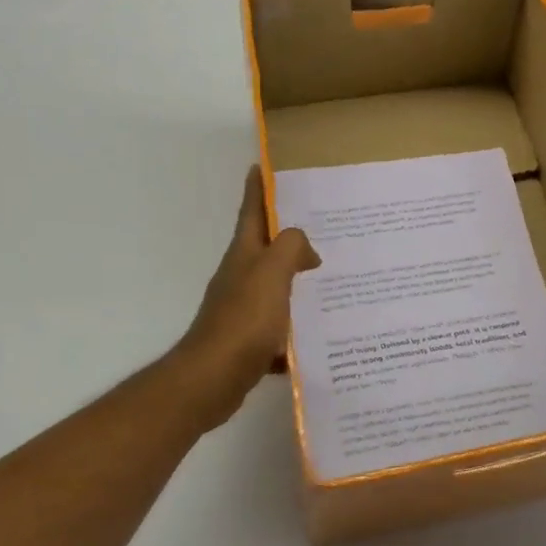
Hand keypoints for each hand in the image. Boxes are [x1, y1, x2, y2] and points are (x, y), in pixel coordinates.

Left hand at [168, 168, 319, 430]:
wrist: (212, 379)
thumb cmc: (243, 320)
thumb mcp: (271, 273)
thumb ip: (290, 248)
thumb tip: (304, 248)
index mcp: (244, 255)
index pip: (251, 211)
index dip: (258, 188)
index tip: (265, 166)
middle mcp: (241, 277)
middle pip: (266, 248)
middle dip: (290, 235)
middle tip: (325, 226)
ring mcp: (243, 310)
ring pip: (276, 286)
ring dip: (298, 280)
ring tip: (332, 276)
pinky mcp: (250, 340)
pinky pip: (280, 325)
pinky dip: (297, 325)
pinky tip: (321, 331)